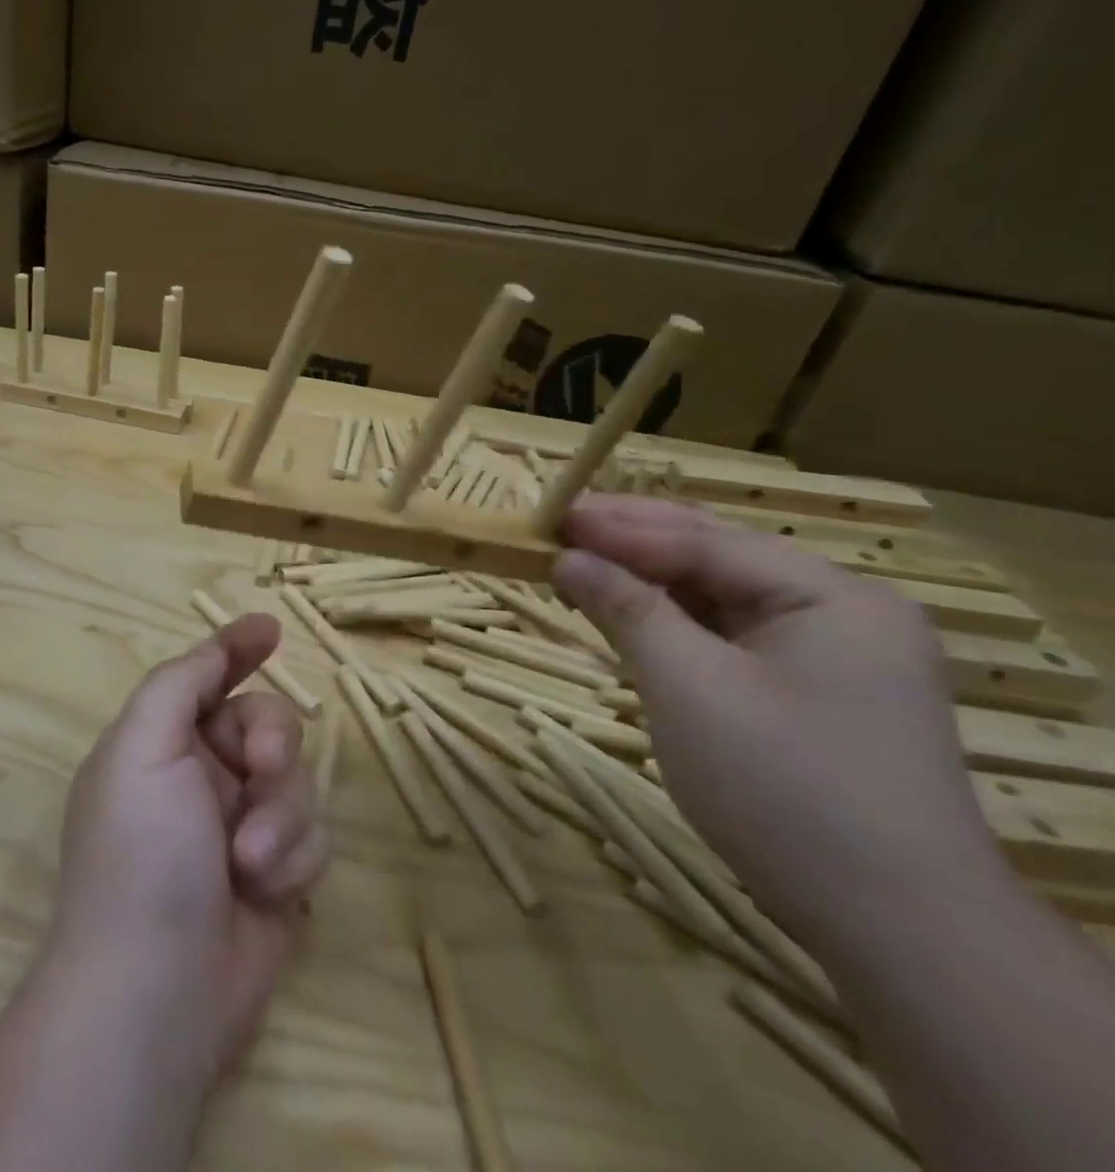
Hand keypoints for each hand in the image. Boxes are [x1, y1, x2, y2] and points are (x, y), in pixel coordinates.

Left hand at [51, 614, 329, 1072]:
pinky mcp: (276, 874)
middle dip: (272, 741)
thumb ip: (179, 683)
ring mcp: (240, 825)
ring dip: (281, 816)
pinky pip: (312, 836)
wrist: (157, 992)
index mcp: (161, 742)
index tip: (272, 629)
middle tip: (262, 767)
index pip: (205, 677)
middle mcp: (201, 776)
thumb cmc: (140, 853)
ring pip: (296, 781)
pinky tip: (265, 894)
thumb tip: (219, 644)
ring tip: (248, 862)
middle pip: (265, 722)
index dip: (236, 649)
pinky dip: (293, 859)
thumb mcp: (142, 746)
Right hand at [551, 496, 1008, 953]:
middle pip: (717, 558)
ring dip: (647, 581)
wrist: (896, 930)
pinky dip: (671, 622)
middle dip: (633, 542)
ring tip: (577, 564)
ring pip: (719, 596)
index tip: (550, 516)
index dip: (621, 527)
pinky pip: (728, 635)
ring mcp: (832, 655)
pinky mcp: (812, 693)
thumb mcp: (688, 687)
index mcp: (833, 597)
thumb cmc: (784, 789)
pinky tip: (626, 613)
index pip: (707, 541)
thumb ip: (626, 609)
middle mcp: (840, 612)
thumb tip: (567, 558)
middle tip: (557, 528)